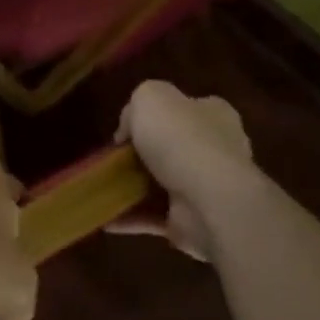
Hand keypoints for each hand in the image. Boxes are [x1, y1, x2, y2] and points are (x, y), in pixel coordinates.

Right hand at [111, 80, 256, 259]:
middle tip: (112, 157)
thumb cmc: (182, 138)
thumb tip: (129, 131)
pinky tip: (106, 218)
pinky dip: (131, 218)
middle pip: (174, 148)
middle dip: (143, 154)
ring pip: (162, 185)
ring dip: (133, 188)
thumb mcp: (149, 96)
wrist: (210, 202)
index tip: (128, 127)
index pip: (188, 108)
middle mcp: (217, 151)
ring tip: (101, 188)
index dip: (158, 114)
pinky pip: (155, 217)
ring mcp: (207, 190)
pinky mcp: (193, 223)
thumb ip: (136, 106)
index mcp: (214, 115)